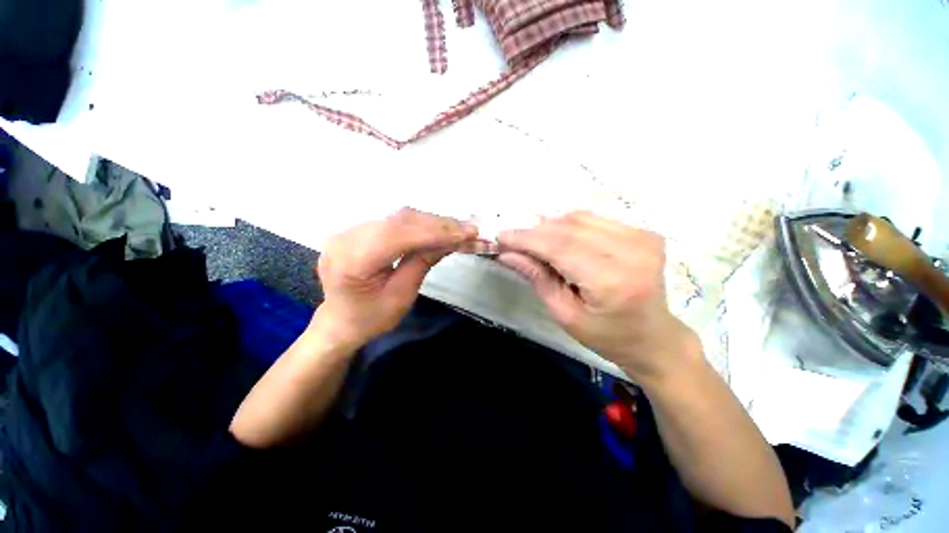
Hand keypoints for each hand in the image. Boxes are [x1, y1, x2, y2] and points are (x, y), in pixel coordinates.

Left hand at [314, 207, 476, 348]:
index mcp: (352, 261)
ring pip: (399, 217)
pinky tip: (438, 229)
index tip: (466, 234)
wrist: (340, 322)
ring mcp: (349, 230)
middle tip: (468, 230)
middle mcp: (346, 237)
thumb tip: (451, 240)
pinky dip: (420, 224)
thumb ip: (423, 263)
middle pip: (400, 221)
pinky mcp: (358, 229)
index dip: (435, 232)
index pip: (398, 235)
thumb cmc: (370, 318)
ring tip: (459, 229)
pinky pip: (394, 221)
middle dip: (438, 225)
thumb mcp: (402, 296)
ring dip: (432, 222)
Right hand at [498, 211, 696, 381]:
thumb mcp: (565, 315)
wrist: (654, 338)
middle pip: (569, 228)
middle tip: (513, 241)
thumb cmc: (607, 336)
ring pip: (580, 218)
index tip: (502, 237)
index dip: (527, 239)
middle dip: (535, 232)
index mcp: (612, 280)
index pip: (559, 246)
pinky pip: (595, 220)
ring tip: (535, 242)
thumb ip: (537, 278)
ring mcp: (642, 238)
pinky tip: (559, 239)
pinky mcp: (644, 233)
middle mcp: (632, 252)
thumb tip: (507, 254)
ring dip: (551, 227)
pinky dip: (570, 226)